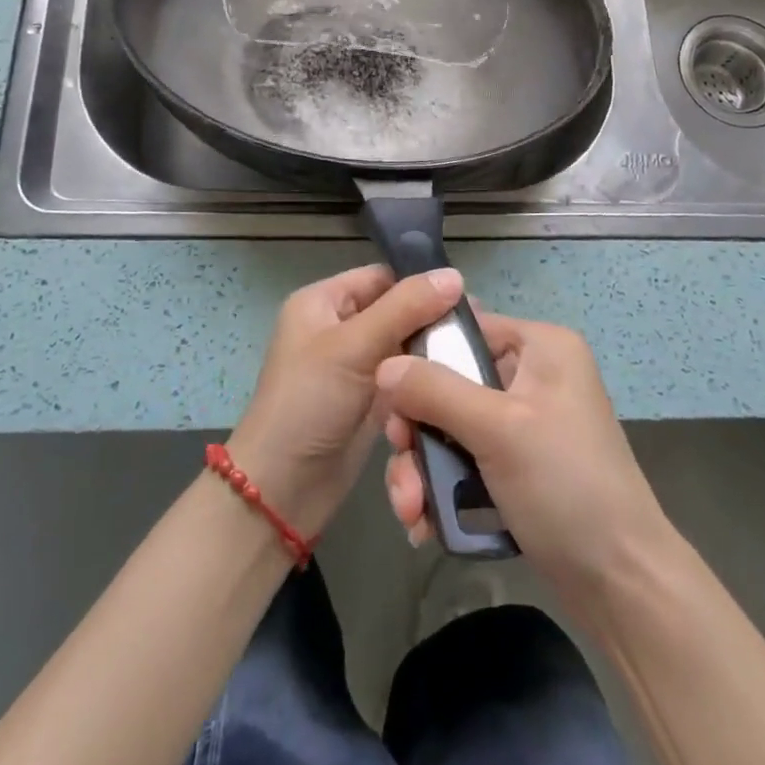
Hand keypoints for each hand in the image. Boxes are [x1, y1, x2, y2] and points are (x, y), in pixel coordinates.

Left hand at [228, 264, 462, 538]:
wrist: (282, 490)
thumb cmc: (309, 403)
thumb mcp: (354, 346)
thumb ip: (405, 308)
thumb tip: (455, 274)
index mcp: (323, 302)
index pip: (380, 277)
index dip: (420, 284)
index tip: (468, 297)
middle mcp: (339, 328)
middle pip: (397, 311)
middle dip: (433, 321)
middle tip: (481, 331)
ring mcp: (355, 367)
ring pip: (405, 348)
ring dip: (434, 354)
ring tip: (477, 356)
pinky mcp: (370, 401)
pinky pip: (405, 379)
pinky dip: (426, 381)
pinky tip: (460, 382)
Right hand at [378, 312, 673, 623]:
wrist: (621, 585)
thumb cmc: (566, 486)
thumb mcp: (497, 429)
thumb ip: (435, 391)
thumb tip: (383, 365)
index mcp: (541, 347)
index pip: (465, 330)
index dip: (422, 359)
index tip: (390, 400)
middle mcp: (534, 376)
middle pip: (451, 384)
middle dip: (418, 432)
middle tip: (401, 465)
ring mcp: (526, 424)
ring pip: (452, 428)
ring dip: (424, 469)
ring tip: (410, 513)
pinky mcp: (519, 467)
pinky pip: (467, 461)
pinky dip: (444, 489)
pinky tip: (425, 525)